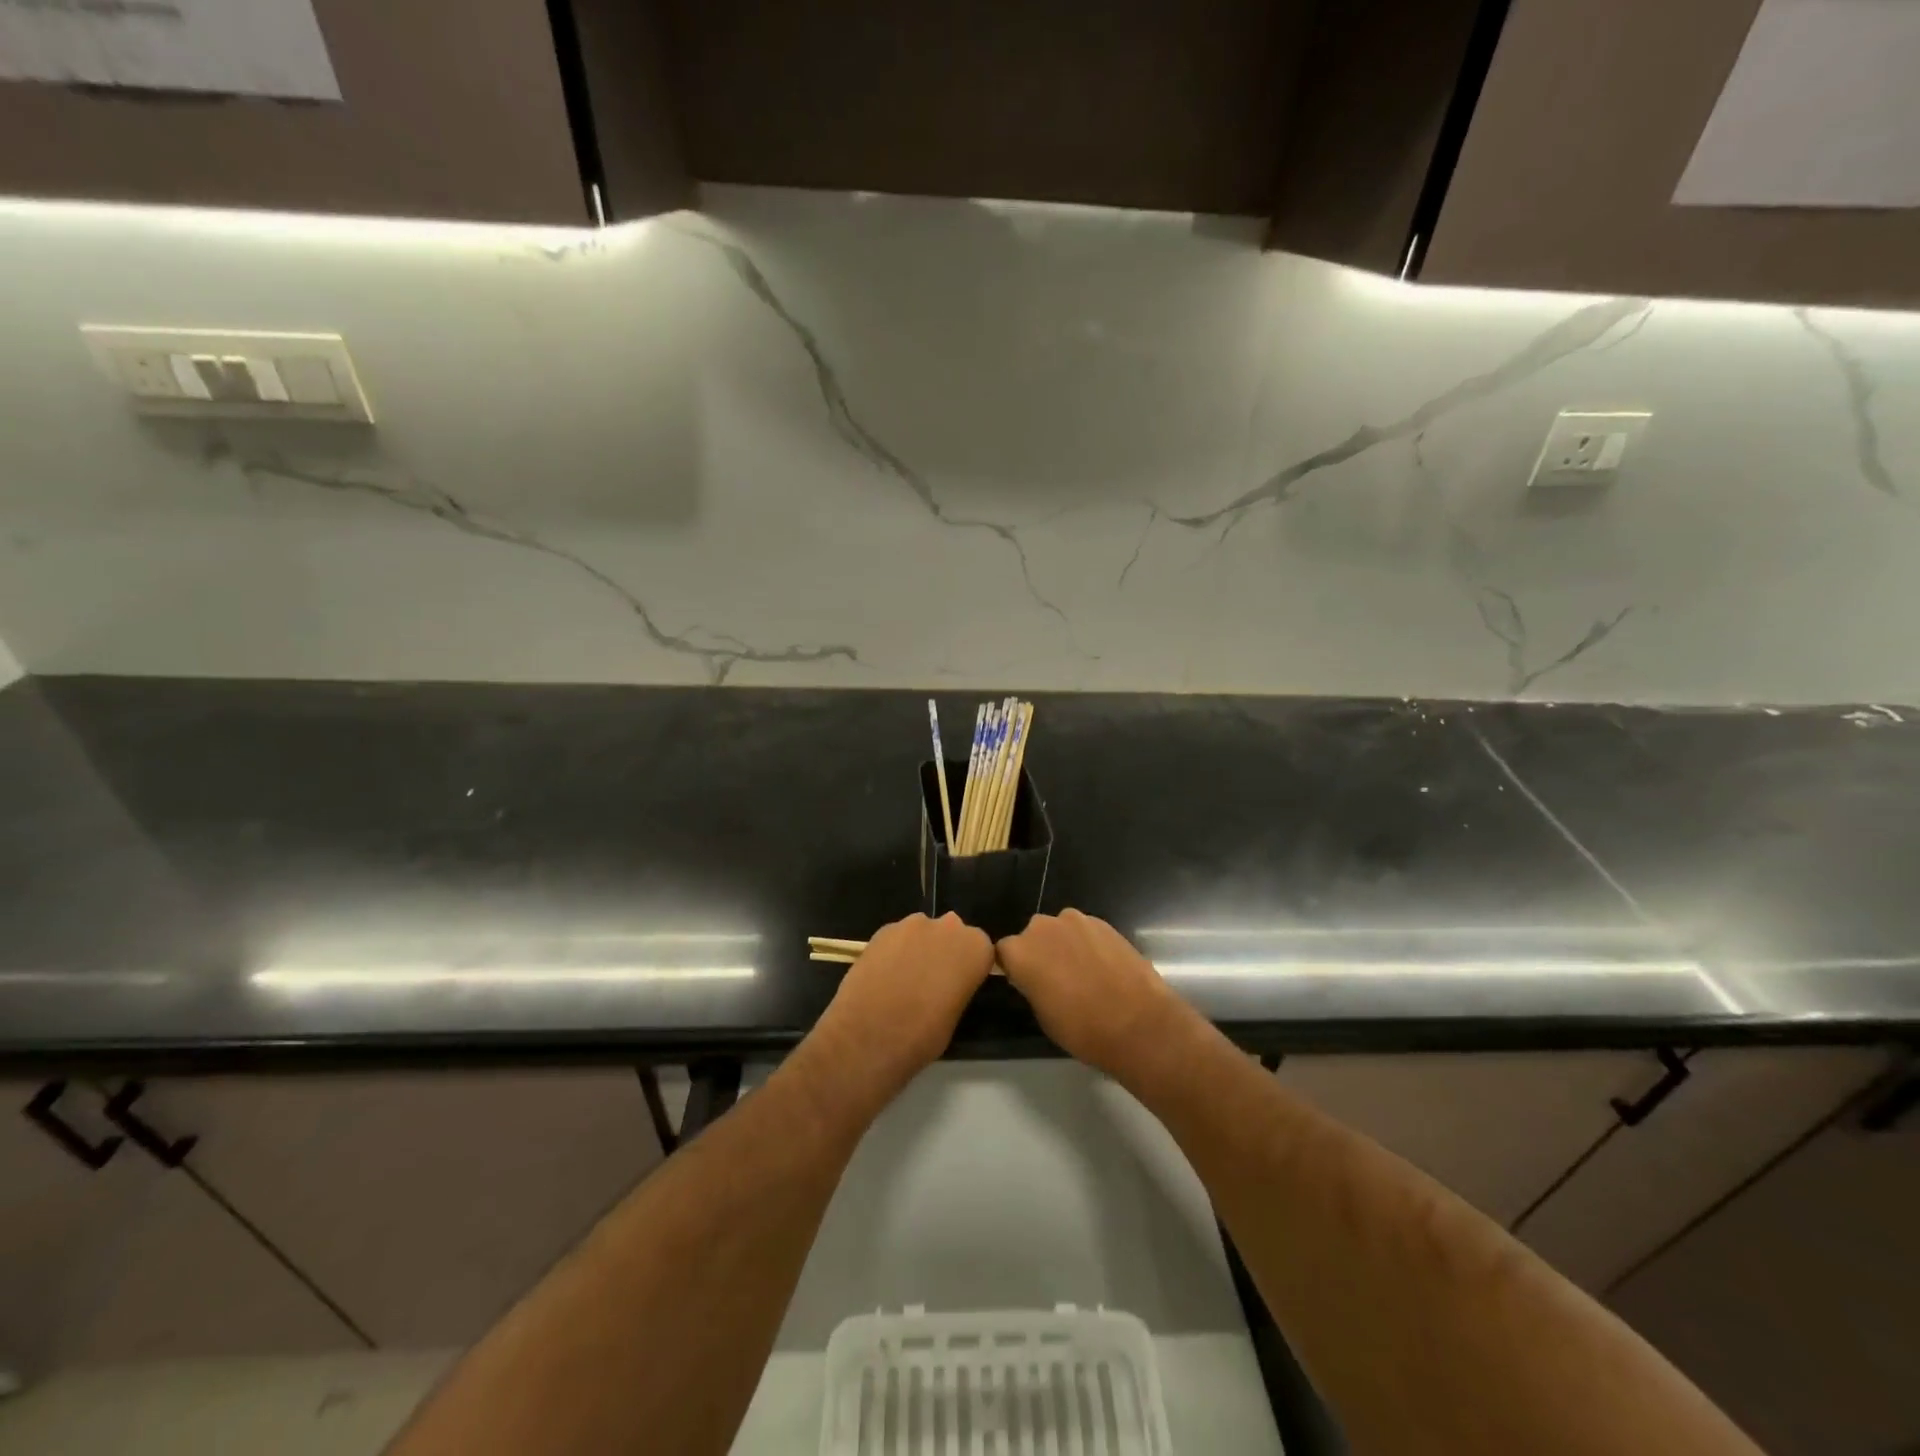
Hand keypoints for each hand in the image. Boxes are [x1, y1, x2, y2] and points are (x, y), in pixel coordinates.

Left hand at [816, 913, 992, 1095]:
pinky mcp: (882, 929)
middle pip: (951, 933)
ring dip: (917, 948)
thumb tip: (946, 983)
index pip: (980, 948)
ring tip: (902, 979)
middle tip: (930, 981)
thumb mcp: (955, 1014)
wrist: (869, 1036)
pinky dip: (893, 951)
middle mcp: (948, 927)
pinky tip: (882, 976)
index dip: (967, 966)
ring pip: (922, 932)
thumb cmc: (923, 1035)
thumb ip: (957, 986)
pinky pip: (896, 937)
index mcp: (975, 948)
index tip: (957, 985)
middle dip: (944, 950)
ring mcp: (912, 924)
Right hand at [995, 910, 1190, 1078]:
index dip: (1014, 967)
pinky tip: (1103, 967)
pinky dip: (1088, 943)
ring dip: (1065, 945)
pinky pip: (1085, 930)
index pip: (1003, 951)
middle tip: (1055, 979)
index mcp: (1020, 951)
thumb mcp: (1042, 1014)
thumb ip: (1031, 984)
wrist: (1138, 1023)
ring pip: (1060, 929)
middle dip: (1040, 951)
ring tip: (1083, 972)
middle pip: (1032, 935)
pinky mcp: (1103, 922)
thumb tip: (1035, 976)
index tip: (1025, 983)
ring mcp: (1075, 920)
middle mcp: (1042, 927)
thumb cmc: (1082, 1028)